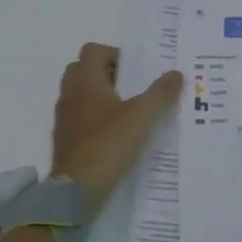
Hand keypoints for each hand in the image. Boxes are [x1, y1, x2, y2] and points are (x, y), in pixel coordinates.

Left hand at [50, 43, 183, 213]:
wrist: (76, 190)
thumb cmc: (108, 145)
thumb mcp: (141, 117)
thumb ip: (160, 93)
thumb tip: (176, 73)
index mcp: (85, 82)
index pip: (92, 51)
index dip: (114, 54)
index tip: (136, 71)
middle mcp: (70, 95)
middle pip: (84, 70)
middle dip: (108, 74)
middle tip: (134, 88)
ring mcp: (64, 119)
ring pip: (80, 95)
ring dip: (101, 96)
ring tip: (129, 112)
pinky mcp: (65, 140)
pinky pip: (79, 118)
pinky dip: (95, 119)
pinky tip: (116, 135)